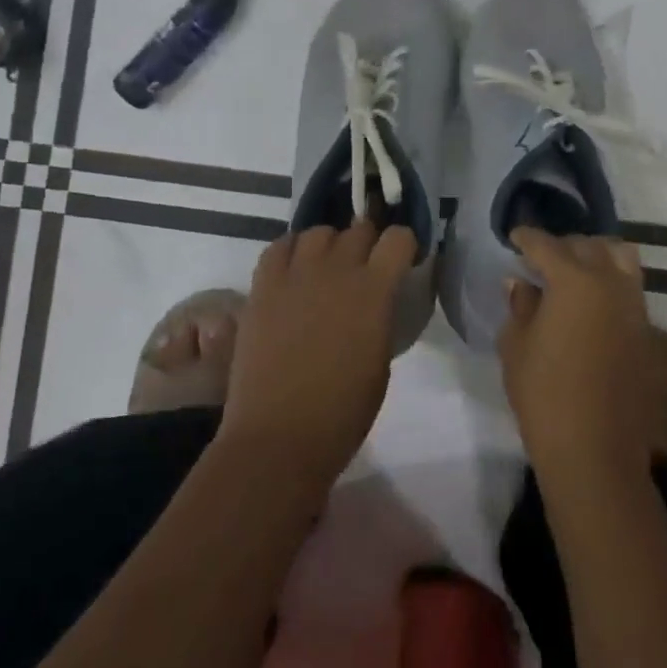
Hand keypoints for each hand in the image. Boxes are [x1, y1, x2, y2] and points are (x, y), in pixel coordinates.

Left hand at [217, 219, 415, 491]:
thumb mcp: (381, 362)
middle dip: (368, 242)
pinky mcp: (263, 286)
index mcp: (374, 291)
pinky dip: (291, 250)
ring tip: (327, 267)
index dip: (403, 245)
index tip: (402, 261)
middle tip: (365, 266)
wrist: (278, 438)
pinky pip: (279, 246)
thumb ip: (379, 318)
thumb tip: (376, 300)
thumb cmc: (341, 414)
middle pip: (359, 229)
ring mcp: (296, 274)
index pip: (398, 238)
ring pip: (319, 231)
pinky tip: (294, 270)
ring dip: (330, 244)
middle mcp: (337, 270)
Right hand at [498, 228, 654, 490]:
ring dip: (595, 254)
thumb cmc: (544, 393)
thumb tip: (521, 283)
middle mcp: (609, 282)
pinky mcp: (644, 329)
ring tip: (573, 269)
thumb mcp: (517, 344)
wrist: (594, 449)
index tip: (514, 237)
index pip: (547, 245)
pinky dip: (610, 278)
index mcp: (574, 280)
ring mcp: (632, 305)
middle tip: (541, 256)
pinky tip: (590, 298)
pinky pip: (629, 285)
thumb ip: (521, 306)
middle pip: (587, 245)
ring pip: (619, 257)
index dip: (527, 238)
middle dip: (562, 245)